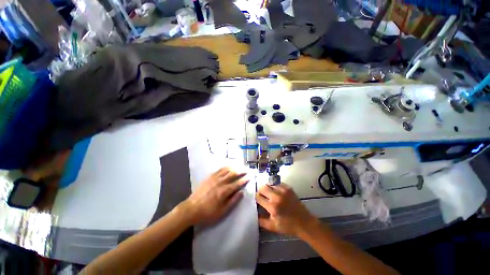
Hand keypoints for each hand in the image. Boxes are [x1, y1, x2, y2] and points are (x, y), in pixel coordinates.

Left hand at [181, 167, 248, 225]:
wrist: (191, 209)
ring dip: (234, 167)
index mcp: (224, 191)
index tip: (249, 176)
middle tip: (246, 170)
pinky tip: (228, 166)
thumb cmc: (208, 213)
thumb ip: (232, 201)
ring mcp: (214, 178)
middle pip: (233, 174)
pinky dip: (225, 167)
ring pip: (226, 170)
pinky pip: (219, 170)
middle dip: (241, 171)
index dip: (244, 180)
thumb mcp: (222, 211)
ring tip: (239, 166)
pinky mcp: (209, 177)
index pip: (237, 183)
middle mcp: (220, 182)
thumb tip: (241, 193)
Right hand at [256, 183, 316, 236]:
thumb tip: (253, 213)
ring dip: (268, 188)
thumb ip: (260, 220)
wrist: (304, 222)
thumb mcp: (272, 227)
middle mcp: (277, 196)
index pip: (258, 197)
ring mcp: (283, 190)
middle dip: (260, 191)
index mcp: (272, 207)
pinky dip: (275, 187)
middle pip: (262, 187)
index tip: (257, 199)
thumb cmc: (288, 226)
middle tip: (262, 195)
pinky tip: (277, 192)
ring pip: (269, 184)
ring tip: (270, 194)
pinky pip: (277, 183)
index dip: (256, 197)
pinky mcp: (288, 188)